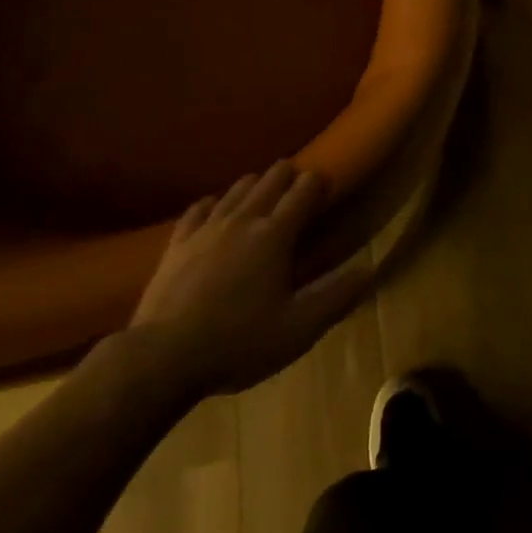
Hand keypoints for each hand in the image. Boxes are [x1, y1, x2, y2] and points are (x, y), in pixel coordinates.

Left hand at [121, 162, 373, 398]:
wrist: (162, 358)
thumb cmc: (238, 343)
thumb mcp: (298, 329)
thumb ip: (336, 297)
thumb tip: (369, 270)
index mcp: (274, 234)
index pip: (303, 191)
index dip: (317, 182)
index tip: (325, 183)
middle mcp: (243, 219)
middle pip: (269, 179)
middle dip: (287, 174)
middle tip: (297, 182)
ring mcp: (206, 228)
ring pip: (236, 188)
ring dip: (254, 184)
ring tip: (262, 189)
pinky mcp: (177, 242)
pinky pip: (199, 208)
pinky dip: (214, 202)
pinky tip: (215, 207)